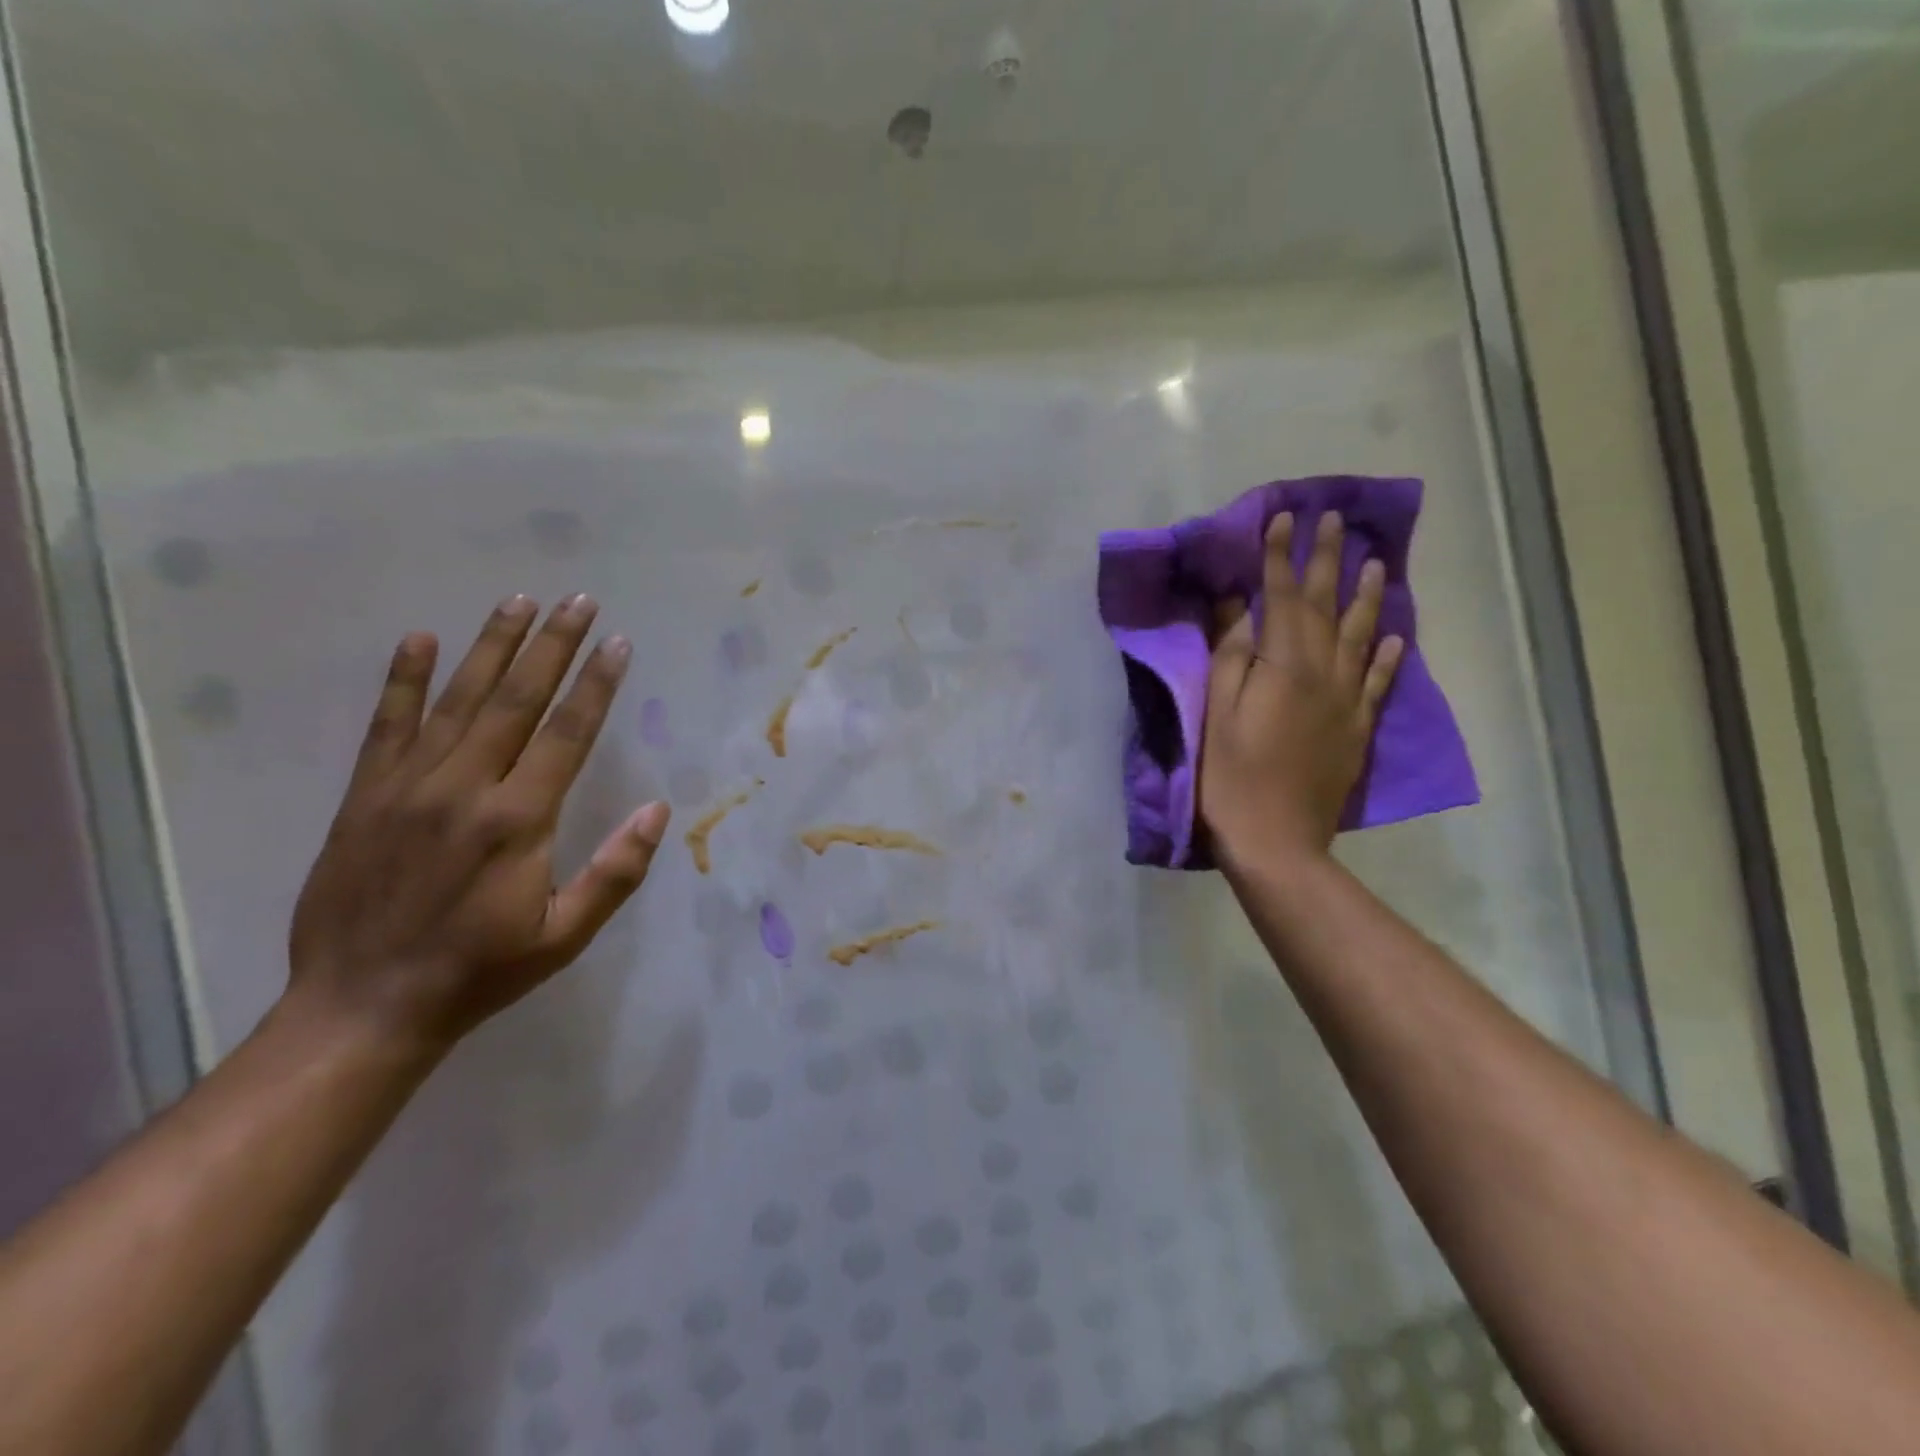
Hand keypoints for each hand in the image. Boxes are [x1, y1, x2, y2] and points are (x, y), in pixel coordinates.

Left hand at [287, 595, 669, 1054]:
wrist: (363, 1007)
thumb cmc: (481, 971)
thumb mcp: (566, 935)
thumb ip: (616, 871)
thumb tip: (658, 810)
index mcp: (518, 821)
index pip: (567, 734)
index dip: (595, 684)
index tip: (616, 642)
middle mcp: (464, 789)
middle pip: (516, 700)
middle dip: (552, 646)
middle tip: (578, 600)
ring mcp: (407, 787)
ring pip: (457, 700)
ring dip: (492, 647)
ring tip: (519, 602)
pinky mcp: (364, 796)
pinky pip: (387, 726)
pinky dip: (402, 680)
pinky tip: (418, 639)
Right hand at [1199, 511, 1403, 867]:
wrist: (1277, 840)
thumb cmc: (1230, 777)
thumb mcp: (1216, 712)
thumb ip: (1230, 655)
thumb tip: (1236, 605)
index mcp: (1284, 666)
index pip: (1282, 598)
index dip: (1280, 557)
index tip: (1282, 518)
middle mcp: (1324, 673)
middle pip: (1328, 607)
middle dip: (1329, 560)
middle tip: (1335, 520)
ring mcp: (1347, 702)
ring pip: (1362, 637)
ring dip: (1368, 596)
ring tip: (1377, 562)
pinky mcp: (1357, 729)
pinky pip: (1378, 683)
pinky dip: (1388, 656)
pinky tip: (1394, 636)